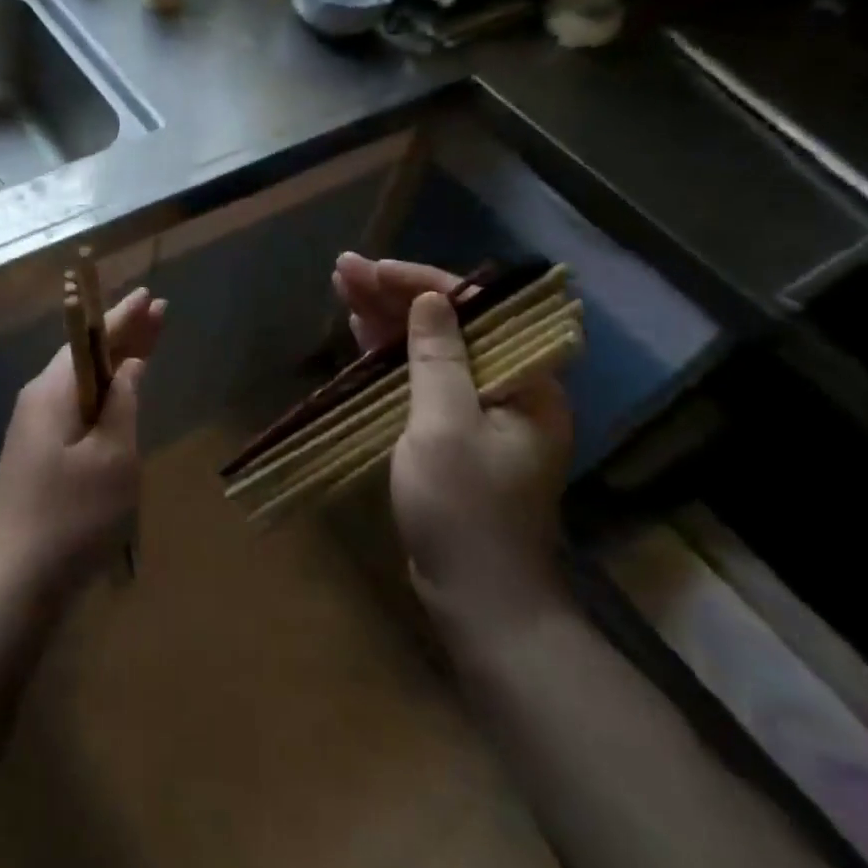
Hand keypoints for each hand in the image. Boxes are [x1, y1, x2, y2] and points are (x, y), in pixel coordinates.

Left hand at [0, 286, 167, 594]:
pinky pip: (76, 407)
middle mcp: (39, 400)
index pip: (92, 338)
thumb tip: (129, 367)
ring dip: (115, 363)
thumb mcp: (113, 456)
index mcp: (54, 391)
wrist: (14, 580)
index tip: (150, 295)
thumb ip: (123, 404)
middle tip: (159, 312)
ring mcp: (35, 428)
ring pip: (82, 382)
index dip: (125, 317)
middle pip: (86, 355)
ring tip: (147, 345)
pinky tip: (119, 397)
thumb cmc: (72, 514)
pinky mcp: (38, 454)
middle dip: (123, 334)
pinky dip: (103, 394)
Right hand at [334, 254, 572, 638]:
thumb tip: (431, 299)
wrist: (478, 598)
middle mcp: (506, 388)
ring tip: (342, 286)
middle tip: (345, 269)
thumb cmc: (464, 509)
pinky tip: (359, 332)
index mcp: (524, 382)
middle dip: (395, 295)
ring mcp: (477, 412)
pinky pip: (419, 380)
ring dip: (386, 319)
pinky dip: (388, 356)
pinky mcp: (452, 434)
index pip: (475, 310)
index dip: (423, 282)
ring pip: (429, 349)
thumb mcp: (444, 426)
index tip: (377, 270)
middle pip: (448, 324)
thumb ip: (437, 358)